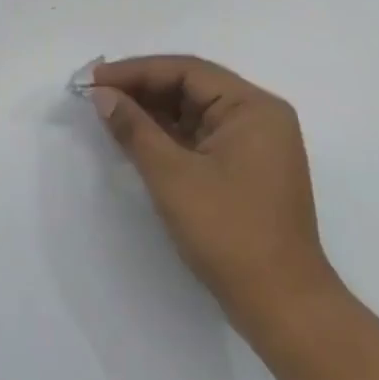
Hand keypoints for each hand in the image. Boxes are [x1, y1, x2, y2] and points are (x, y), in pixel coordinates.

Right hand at [89, 55, 339, 332]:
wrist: (283, 308)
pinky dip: (166, 134)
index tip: (95, 79)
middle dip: (142, 89)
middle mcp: (259, 117)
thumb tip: (101, 95)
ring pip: (192, 111)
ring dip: (151, 111)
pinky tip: (134, 136)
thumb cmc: (229, 232)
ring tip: (108, 111)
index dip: (136, 71)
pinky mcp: (245, 170)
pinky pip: (199, 136)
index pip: (186, 71)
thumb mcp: (172, 175)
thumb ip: (133, 128)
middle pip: (190, 87)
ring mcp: (254, 145)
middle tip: (96, 94)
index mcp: (253, 108)